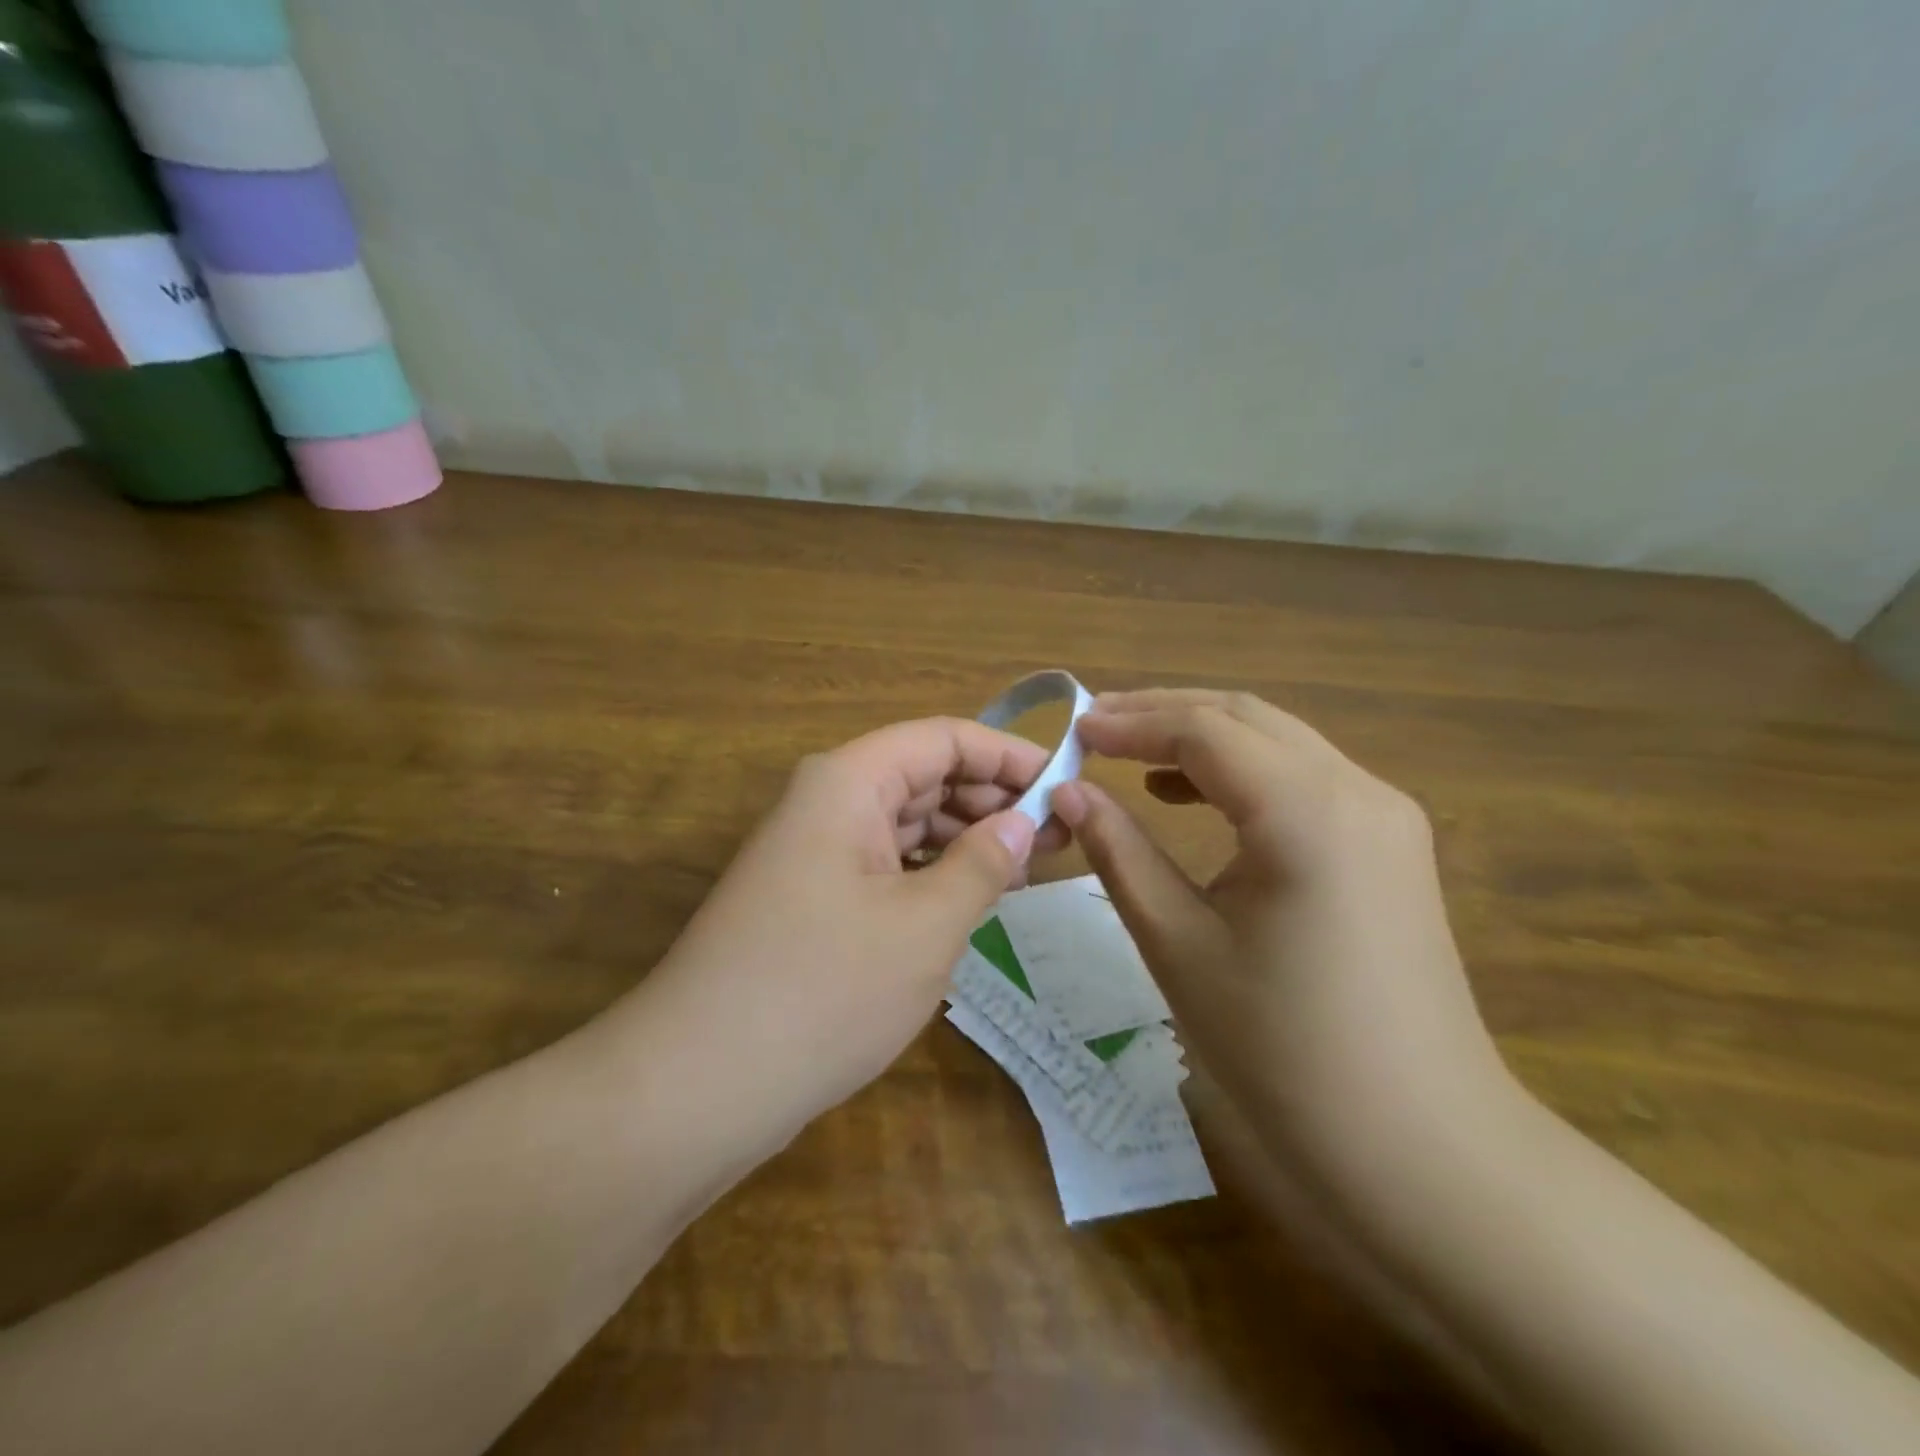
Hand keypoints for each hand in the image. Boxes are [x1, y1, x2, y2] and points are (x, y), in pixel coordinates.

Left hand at [616, 717, 1066, 1150]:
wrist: (698, 1085)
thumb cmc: (824, 989)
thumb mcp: (925, 925)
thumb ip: (982, 863)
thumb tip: (1022, 823)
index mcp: (849, 781)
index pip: (944, 738)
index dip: (1009, 756)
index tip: (1065, 785)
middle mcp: (827, 802)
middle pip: (924, 776)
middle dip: (992, 800)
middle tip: (1058, 839)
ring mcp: (814, 852)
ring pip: (906, 823)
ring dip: (965, 840)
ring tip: (1028, 871)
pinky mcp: (810, 899)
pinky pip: (885, 865)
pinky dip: (931, 875)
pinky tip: (969, 901)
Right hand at [1051, 689, 1520, 1219]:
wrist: (1418, 1147)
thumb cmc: (1282, 1048)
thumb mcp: (1179, 943)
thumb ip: (1119, 852)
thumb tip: (1068, 793)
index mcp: (1305, 811)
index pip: (1202, 731)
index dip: (1130, 724)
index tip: (1072, 733)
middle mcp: (1356, 789)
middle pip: (1245, 718)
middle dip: (1164, 714)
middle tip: (1094, 728)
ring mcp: (1384, 814)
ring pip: (1278, 740)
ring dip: (1203, 738)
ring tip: (1132, 755)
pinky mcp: (1391, 844)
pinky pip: (1304, 778)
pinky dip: (1243, 772)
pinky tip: (1196, 798)